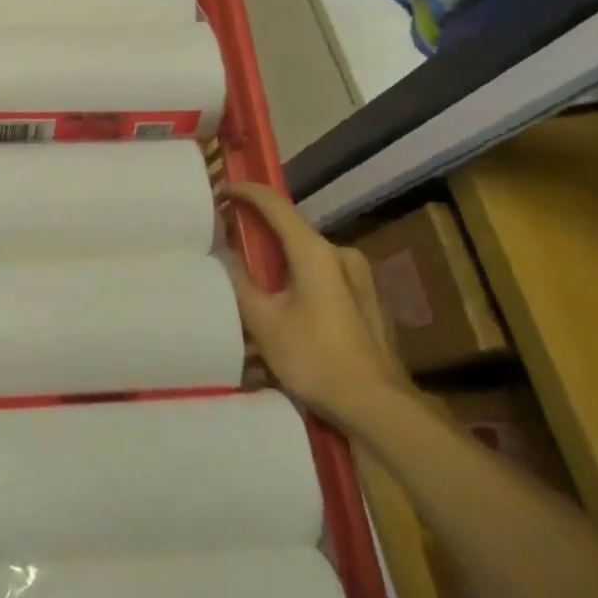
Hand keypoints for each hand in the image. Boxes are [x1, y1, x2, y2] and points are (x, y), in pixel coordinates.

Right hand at [222, 181, 406, 426]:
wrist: (378, 407)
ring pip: (307, 253)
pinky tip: (283, 300)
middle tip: (227, 238)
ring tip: (251, 273)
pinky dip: (298, 274)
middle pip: (291, 229)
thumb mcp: (263, 321)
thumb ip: (239, 281)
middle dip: (258, 229)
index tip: (219, 190)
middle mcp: (340, 253)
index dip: (244, 192)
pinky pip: (323, 273)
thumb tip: (221, 252)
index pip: (273, 204)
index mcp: (314, 251)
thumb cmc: (315, 359)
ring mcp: (358, 276)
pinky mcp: (366, 298)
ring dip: (278, 256)